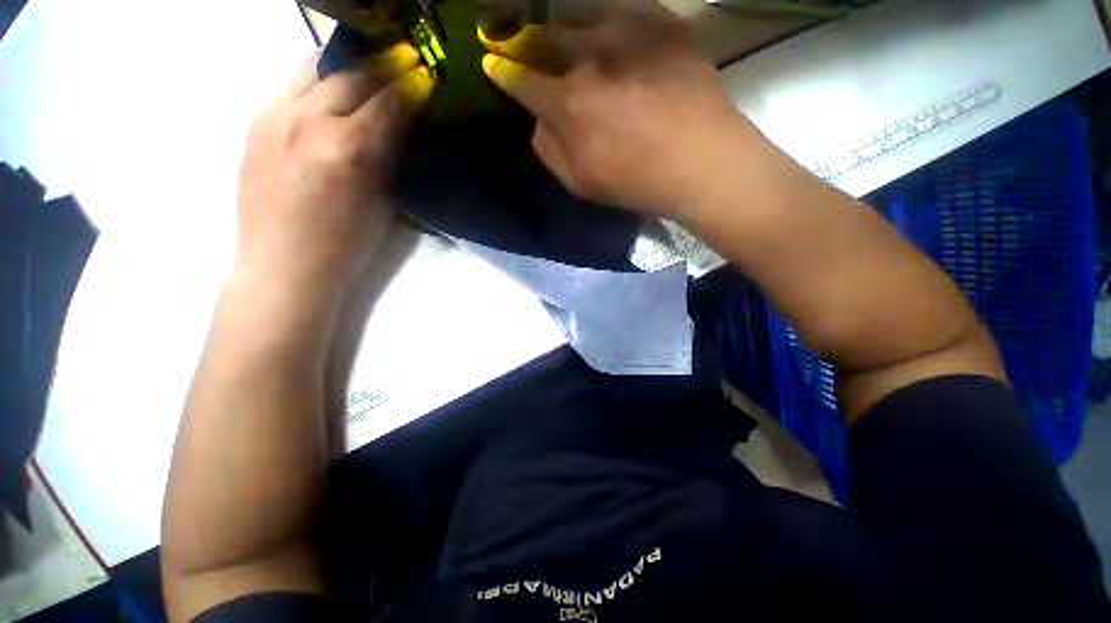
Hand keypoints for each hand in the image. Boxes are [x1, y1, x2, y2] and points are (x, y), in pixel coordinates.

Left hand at [235, 44, 433, 298]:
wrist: (277, 273)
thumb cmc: (338, 248)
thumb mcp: (383, 196)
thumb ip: (394, 143)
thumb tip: (409, 103)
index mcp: (348, 146)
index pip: (393, 93)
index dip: (414, 82)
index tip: (424, 77)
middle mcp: (309, 121)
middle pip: (356, 70)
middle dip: (383, 66)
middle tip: (397, 68)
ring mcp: (276, 118)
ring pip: (318, 65)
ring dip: (345, 67)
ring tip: (358, 74)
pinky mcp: (257, 124)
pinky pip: (293, 85)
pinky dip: (315, 83)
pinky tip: (324, 97)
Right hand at [480, 0, 752, 217]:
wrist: (714, 161)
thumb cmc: (644, 179)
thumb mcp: (578, 180)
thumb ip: (546, 144)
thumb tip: (539, 115)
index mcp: (566, 100)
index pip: (517, 76)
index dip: (502, 69)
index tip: (495, 63)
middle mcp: (591, 58)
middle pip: (544, 36)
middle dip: (529, 39)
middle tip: (531, 42)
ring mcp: (630, 36)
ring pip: (582, 15)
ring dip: (572, 24)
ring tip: (580, 35)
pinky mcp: (664, 26)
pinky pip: (629, 10)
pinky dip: (618, 18)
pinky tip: (622, 32)